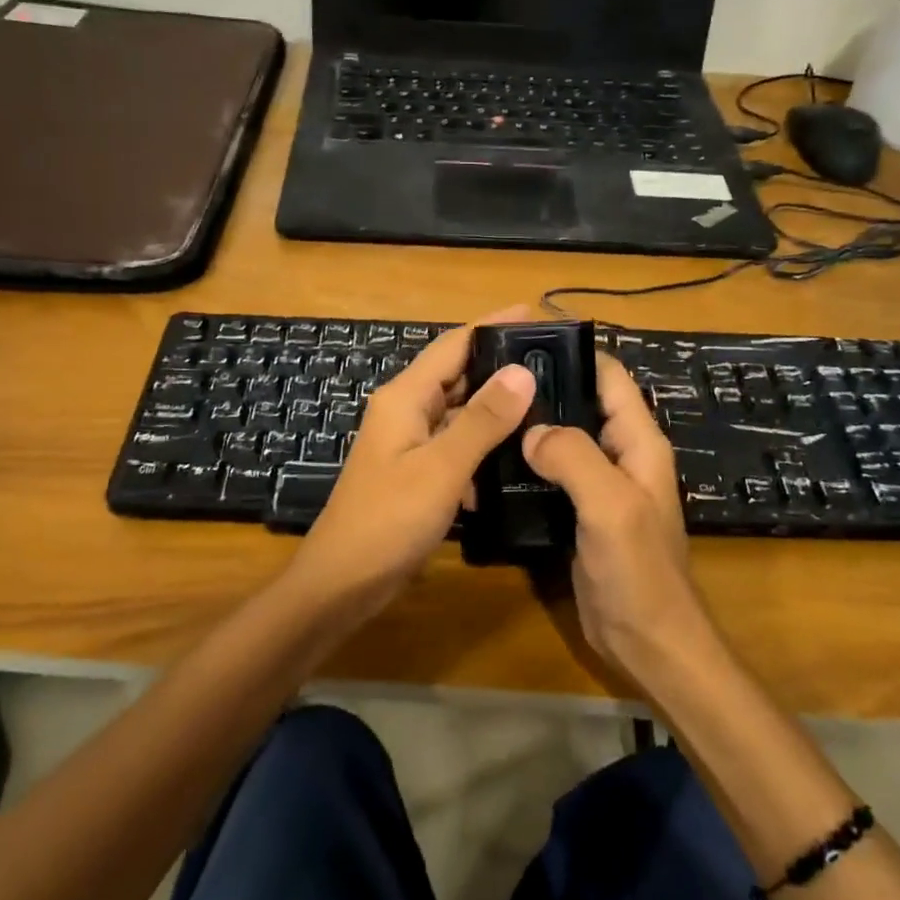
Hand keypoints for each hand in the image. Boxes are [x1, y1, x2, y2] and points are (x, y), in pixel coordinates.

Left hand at [287, 306, 537, 608]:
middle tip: (556, 364)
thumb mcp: (441, 468)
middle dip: (502, 367)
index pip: (455, 344)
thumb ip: (482, 420)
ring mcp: (410, 443)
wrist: (343, 582)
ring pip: (460, 412)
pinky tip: (517, 458)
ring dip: (497, 409)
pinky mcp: (417, 472)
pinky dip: (484, 447)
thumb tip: (522, 370)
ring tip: (549, 405)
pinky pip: (457, 446)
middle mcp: (406, 410)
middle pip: (458, 374)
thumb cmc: (388, 520)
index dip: (495, 326)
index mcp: (405, 397)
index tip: (539, 317)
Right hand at [521, 353, 720, 685]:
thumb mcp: (611, 506)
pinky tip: (492, 460)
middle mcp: (620, 455)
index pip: (610, 377)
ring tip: (484, 411)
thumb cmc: (638, 572)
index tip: (526, 339)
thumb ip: (574, 457)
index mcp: (638, 442)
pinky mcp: (578, 513)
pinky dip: (526, 462)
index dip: (575, 352)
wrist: (647, 643)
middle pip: (581, 403)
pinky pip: (551, 475)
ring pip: (562, 440)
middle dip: (544, 387)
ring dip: (532, 425)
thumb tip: (531, 429)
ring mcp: (599, 486)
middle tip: (490, 376)